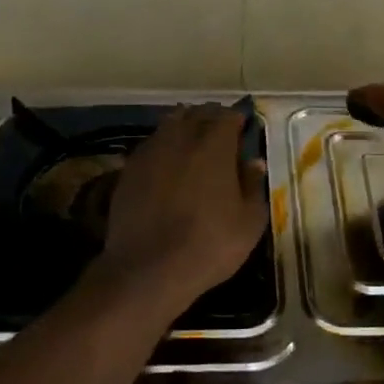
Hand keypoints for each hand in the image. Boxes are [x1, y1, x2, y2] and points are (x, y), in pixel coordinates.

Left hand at [99, 105, 268, 309]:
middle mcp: (181, 137)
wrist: (147, 269)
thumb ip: (254, 186)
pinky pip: (151, 145)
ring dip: (185, 128)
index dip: (237, 121)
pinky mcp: (129, 168)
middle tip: (220, 137)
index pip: (228, 116)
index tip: (243, 132)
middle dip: (211, 119)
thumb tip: (254, 162)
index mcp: (214, 145)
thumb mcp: (249, 222)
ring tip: (193, 146)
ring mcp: (151, 151)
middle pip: (197, 114)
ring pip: (170, 124)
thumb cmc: (209, 245)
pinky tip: (167, 166)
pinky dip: (163, 147)